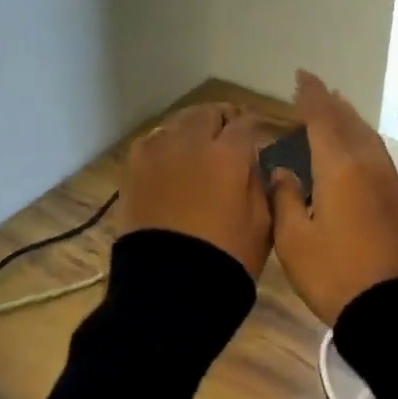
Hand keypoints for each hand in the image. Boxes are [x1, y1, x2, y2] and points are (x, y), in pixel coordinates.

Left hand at [121, 102, 273, 277]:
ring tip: (197, 146)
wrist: (170, 287)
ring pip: (178, 121)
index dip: (253, 127)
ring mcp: (158, 152)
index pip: (245, 122)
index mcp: (229, 154)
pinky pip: (152, 141)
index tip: (255, 137)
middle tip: (227, 137)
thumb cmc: (228, 258)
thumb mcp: (263, 222)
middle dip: (221, 120)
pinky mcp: (134, 168)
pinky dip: (165, 144)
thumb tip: (255, 161)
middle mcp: (192, 141)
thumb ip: (261, 182)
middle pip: (208, 112)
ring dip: (192, 128)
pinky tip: (170, 160)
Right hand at [268, 71, 397, 322]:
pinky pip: (379, 155)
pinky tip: (358, 150)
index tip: (301, 76)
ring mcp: (390, 182)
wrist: (394, 310)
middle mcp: (369, 165)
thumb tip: (284, 172)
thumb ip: (286, 198)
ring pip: (368, 137)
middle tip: (315, 90)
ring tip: (337, 111)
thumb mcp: (294, 240)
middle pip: (350, 122)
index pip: (323, 118)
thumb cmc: (335, 274)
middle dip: (331, 103)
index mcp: (340, 167)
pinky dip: (363, 141)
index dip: (310, 95)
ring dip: (350, 120)